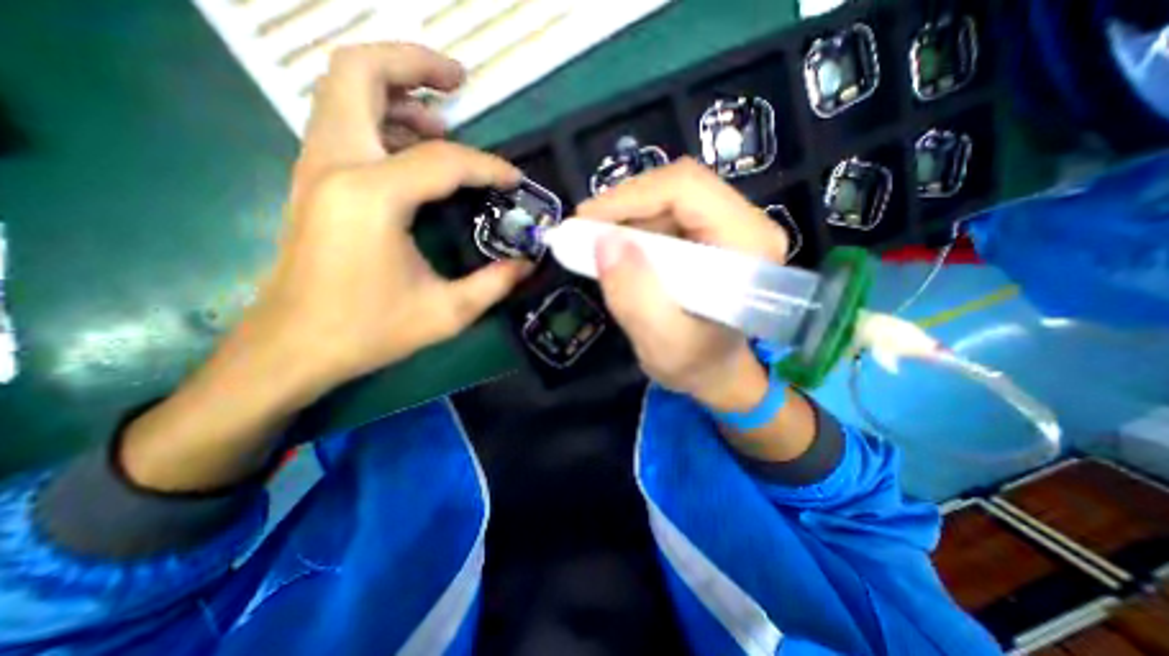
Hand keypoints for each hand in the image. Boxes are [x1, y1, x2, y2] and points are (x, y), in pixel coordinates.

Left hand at [254, 43, 534, 400]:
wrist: (293, 346)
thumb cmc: (369, 331)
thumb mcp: (447, 312)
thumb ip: (495, 283)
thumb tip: (528, 263)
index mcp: (371, 197)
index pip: (443, 159)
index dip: (488, 166)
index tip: (514, 180)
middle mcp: (336, 166)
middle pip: (359, 73)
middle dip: (413, 63)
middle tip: (459, 80)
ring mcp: (317, 169)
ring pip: (344, 91)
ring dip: (396, 89)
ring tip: (442, 116)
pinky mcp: (315, 183)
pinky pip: (345, 124)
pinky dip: (382, 119)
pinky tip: (414, 150)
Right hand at [571, 160, 787, 410]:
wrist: (714, 370)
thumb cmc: (694, 363)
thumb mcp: (660, 340)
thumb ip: (634, 294)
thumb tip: (603, 241)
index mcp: (748, 244)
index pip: (686, 189)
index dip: (630, 197)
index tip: (585, 221)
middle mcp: (747, 224)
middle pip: (678, 187)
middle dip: (624, 206)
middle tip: (585, 231)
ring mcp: (730, 226)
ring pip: (669, 197)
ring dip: (627, 217)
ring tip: (596, 243)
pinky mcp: (711, 233)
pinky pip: (667, 213)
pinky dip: (635, 226)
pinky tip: (618, 249)